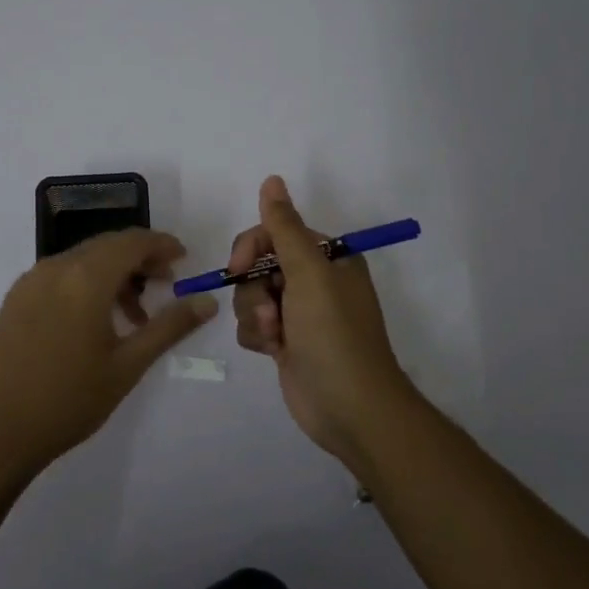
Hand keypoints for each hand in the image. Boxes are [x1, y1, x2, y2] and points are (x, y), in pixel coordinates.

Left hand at [0, 229, 217, 478]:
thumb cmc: (68, 399)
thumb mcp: (127, 365)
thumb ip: (169, 327)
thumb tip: (207, 302)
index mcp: (86, 277)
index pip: (132, 241)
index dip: (161, 244)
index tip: (183, 259)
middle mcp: (56, 267)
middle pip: (107, 245)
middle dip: (140, 258)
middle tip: (165, 284)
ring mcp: (30, 281)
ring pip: (83, 260)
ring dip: (113, 273)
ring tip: (135, 315)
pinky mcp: (15, 298)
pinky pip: (60, 275)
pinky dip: (86, 283)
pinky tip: (95, 321)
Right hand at [230, 176, 414, 466]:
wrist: (349, 409)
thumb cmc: (334, 334)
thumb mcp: (310, 274)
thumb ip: (284, 227)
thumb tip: (272, 179)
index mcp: (328, 257)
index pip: (275, 233)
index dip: (252, 248)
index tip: (239, 268)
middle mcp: (314, 280)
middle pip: (258, 265)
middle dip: (255, 289)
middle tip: (271, 311)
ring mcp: (299, 312)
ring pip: (251, 296)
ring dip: (256, 315)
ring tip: (276, 337)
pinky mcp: (286, 341)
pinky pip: (254, 324)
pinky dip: (258, 335)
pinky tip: (274, 352)